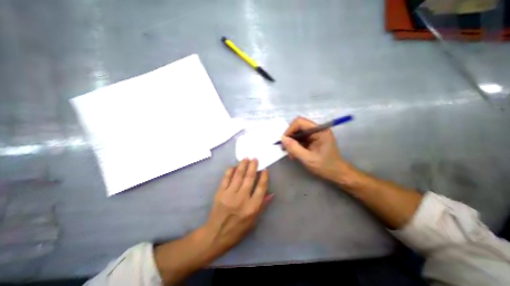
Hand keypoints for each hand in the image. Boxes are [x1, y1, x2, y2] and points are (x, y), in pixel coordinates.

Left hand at [202, 159, 269, 254]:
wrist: (216, 234)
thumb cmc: (238, 229)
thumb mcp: (253, 221)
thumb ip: (262, 206)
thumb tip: (271, 193)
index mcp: (252, 207)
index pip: (260, 188)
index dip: (264, 177)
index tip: (265, 170)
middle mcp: (242, 199)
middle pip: (249, 179)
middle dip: (253, 167)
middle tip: (255, 158)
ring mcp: (230, 194)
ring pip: (238, 176)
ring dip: (243, 165)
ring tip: (246, 158)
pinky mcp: (220, 193)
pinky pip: (226, 178)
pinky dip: (230, 171)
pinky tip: (234, 166)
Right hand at [281, 116, 352, 182]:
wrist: (337, 174)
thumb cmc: (325, 166)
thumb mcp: (308, 159)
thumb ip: (294, 148)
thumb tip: (282, 138)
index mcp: (320, 131)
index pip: (300, 122)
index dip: (290, 130)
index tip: (284, 141)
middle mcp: (317, 130)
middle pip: (298, 127)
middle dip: (290, 137)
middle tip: (285, 149)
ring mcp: (315, 135)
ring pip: (298, 133)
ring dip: (292, 143)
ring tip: (290, 154)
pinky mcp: (313, 140)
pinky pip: (300, 139)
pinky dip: (295, 146)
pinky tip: (294, 154)